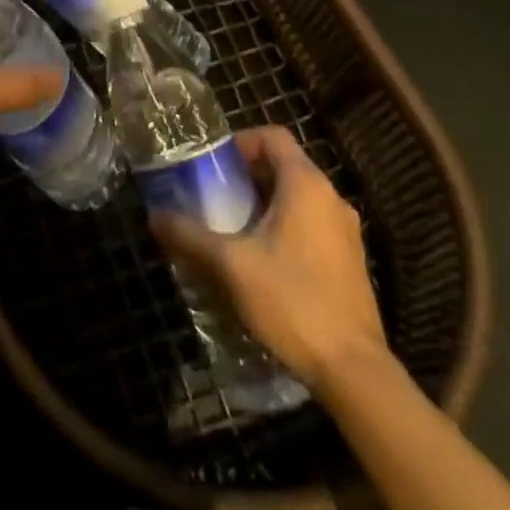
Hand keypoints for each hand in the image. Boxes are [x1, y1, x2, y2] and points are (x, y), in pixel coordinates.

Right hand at [151, 125, 386, 390]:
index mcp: (306, 185)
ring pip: (297, 198)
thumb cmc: (292, 301)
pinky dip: (283, 227)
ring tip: (231, 227)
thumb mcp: (230, 265)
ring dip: (264, 203)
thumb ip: (190, 235)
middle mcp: (331, 198)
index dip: (240, 141)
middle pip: (283, 166)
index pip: (272, 136)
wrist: (354, 373)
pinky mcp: (350, 262)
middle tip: (213, 195)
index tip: (212, 164)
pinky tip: (260, 260)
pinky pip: (310, 225)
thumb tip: (154, 217)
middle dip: (246, 176)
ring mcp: (345, 232)